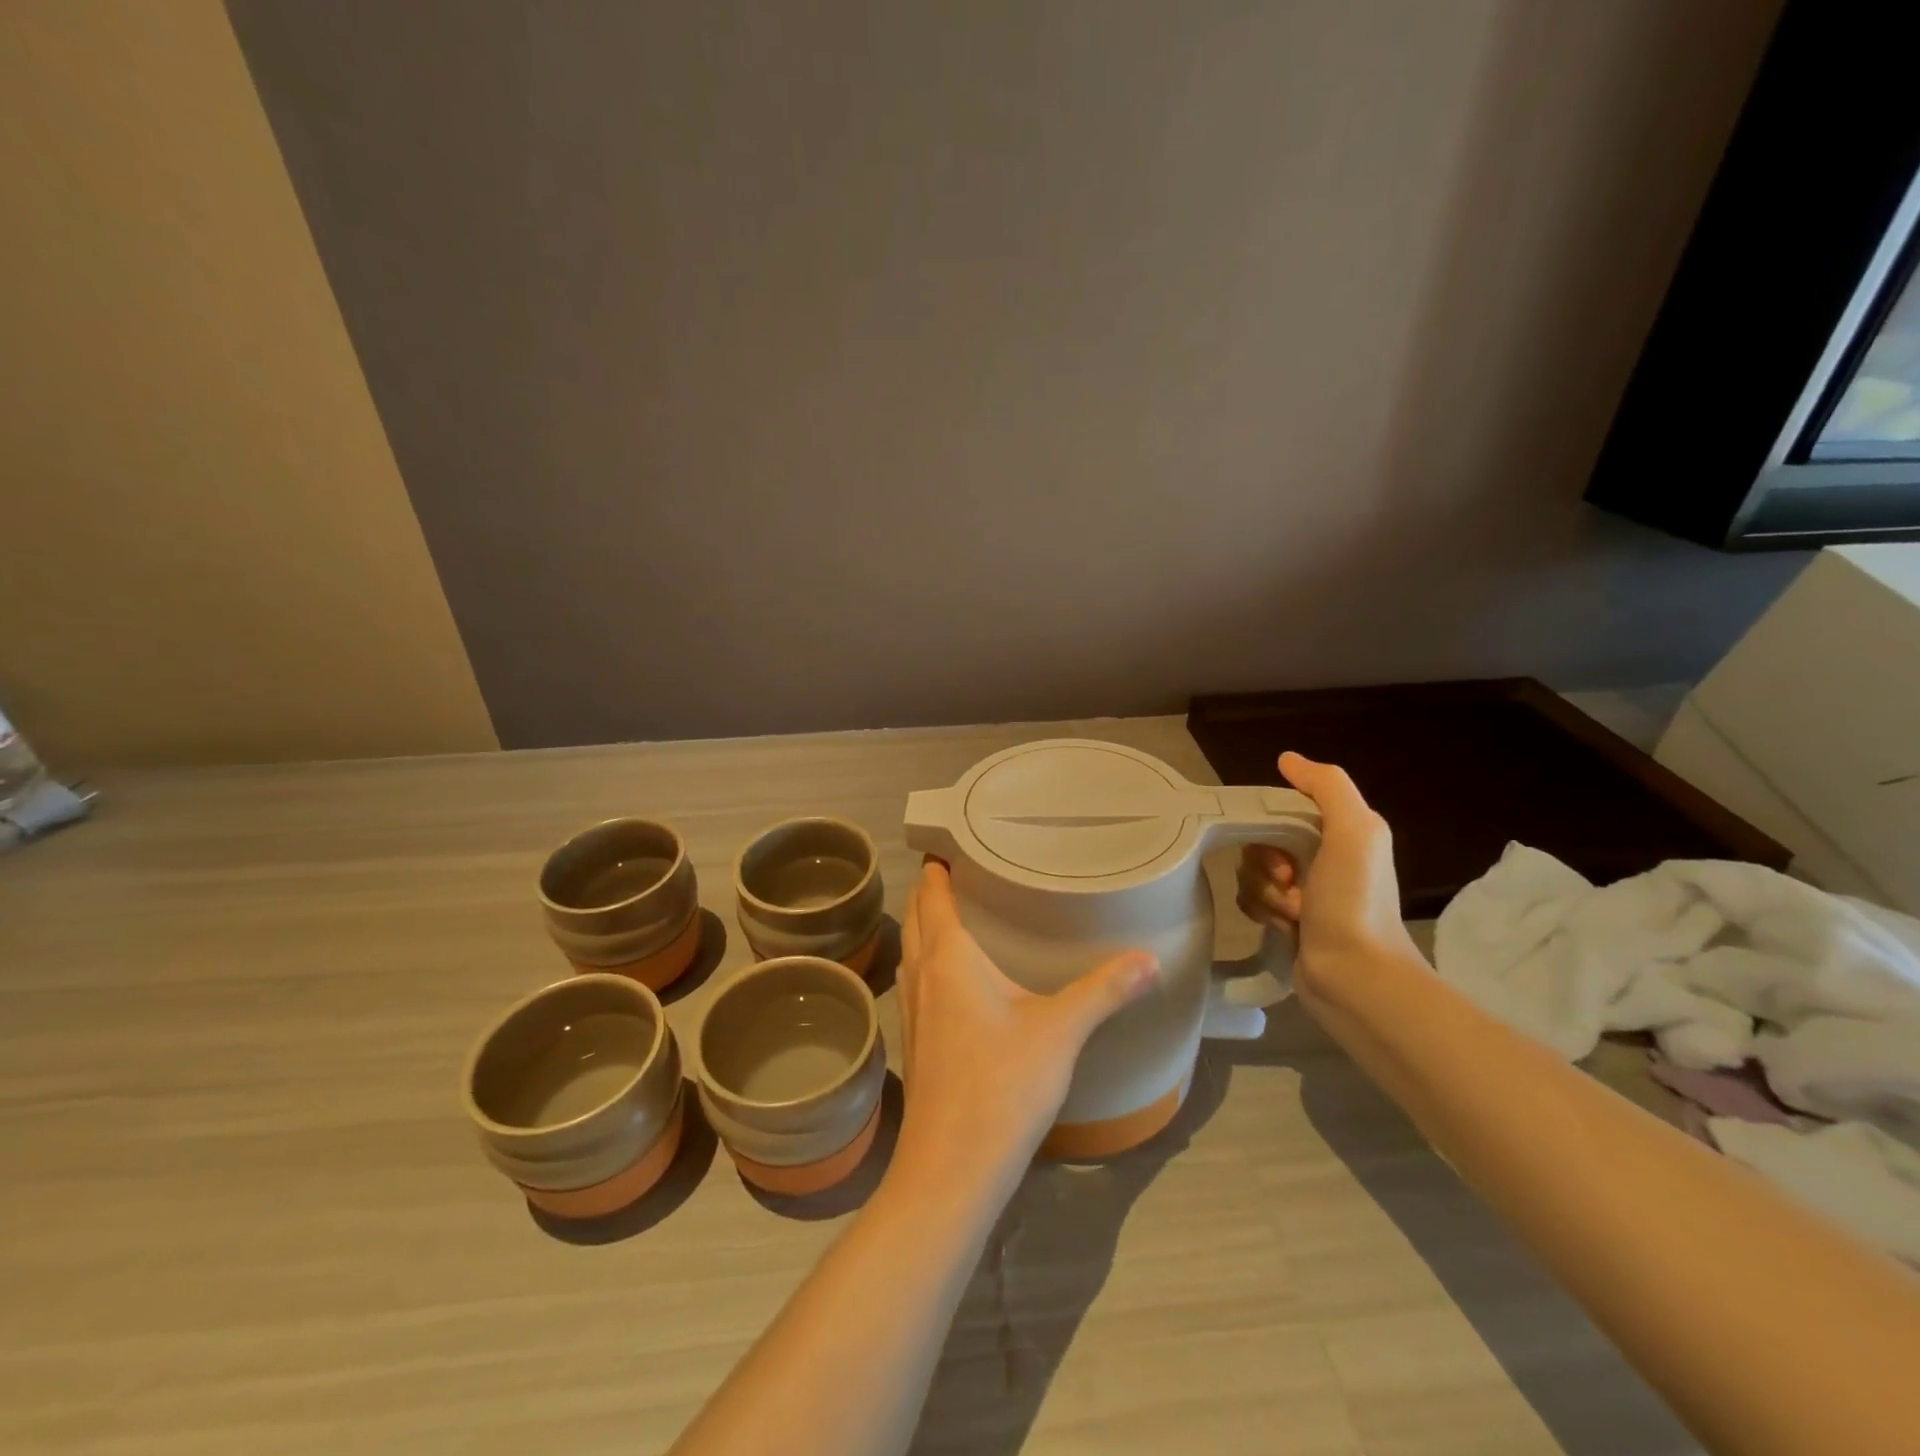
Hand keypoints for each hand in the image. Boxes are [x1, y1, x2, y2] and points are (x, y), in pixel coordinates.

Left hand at [890, 860, 1159, 1194]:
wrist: (951, 1168)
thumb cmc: (1002, 1084)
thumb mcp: (1061, 1030)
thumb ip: (1104, 990)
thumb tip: (1149, 959)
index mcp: (948, 956)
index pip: (932, 894)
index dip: (936, 865)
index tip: (950, 839)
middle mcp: (922, 974)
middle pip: (917, 916)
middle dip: (930, 889)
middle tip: (961, 867)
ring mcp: (912, 1009)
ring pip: (913, 950)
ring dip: (926, 925)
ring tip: (958, 913)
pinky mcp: (916, 1041)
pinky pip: (917, 980)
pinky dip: (929, 960)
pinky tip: (955, 979)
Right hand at [1235, 752, 1419, 1004]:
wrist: (1356, 977)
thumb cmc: (1355, 901)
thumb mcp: (1355, 831)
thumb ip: (1327, 786)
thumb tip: (1287, 759)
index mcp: (1340, 832)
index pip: (1282, 808)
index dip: (1270, 824)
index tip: (1282, 851)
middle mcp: (1322, 857)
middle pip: (1260, 840)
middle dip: (1265, 863)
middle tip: (1289, 882)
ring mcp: (1303, 891)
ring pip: (1251, 870)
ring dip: (1264, 891)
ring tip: (1292, 914)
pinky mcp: (1286, 920)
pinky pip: (1250, 899)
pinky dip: (1261, 910)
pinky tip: (1284, 927)